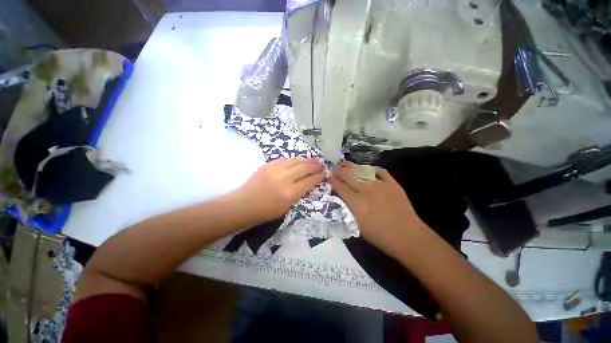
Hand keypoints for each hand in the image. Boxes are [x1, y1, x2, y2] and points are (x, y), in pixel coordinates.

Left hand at [233, 158, 324, 223]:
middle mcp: (285, 179)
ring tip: (314, 159)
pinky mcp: (268, 164)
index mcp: (290, 193)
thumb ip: (298, 194)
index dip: (319, 176)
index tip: (324, 173)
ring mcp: (275, 169)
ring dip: (307, 160)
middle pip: (305, 168)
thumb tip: (308, 183)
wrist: (243, 204)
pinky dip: (295, 159)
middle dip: (315, 165)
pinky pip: (286, 159)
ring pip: (296, 161)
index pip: (310, 181)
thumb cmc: (265, 211)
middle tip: (322, 164)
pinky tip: (299, 160)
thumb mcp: (286, 208)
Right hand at [331, 161, 428, 256]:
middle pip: (348, 175)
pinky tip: (367, 168)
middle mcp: (367, 191)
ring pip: (362, 170)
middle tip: (335, 169)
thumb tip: (341, 196)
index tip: (329, 177)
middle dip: (339, 171)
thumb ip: (347, 209)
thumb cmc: (380, 236)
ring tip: (345, 164)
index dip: (333, 180)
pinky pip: (380, 171)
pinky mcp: (392, 183)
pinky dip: (372, 169)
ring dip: (351, 167)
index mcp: (357, 203)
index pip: (340, 187)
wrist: (408, 236)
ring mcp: (381, 185)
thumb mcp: (357, 226)